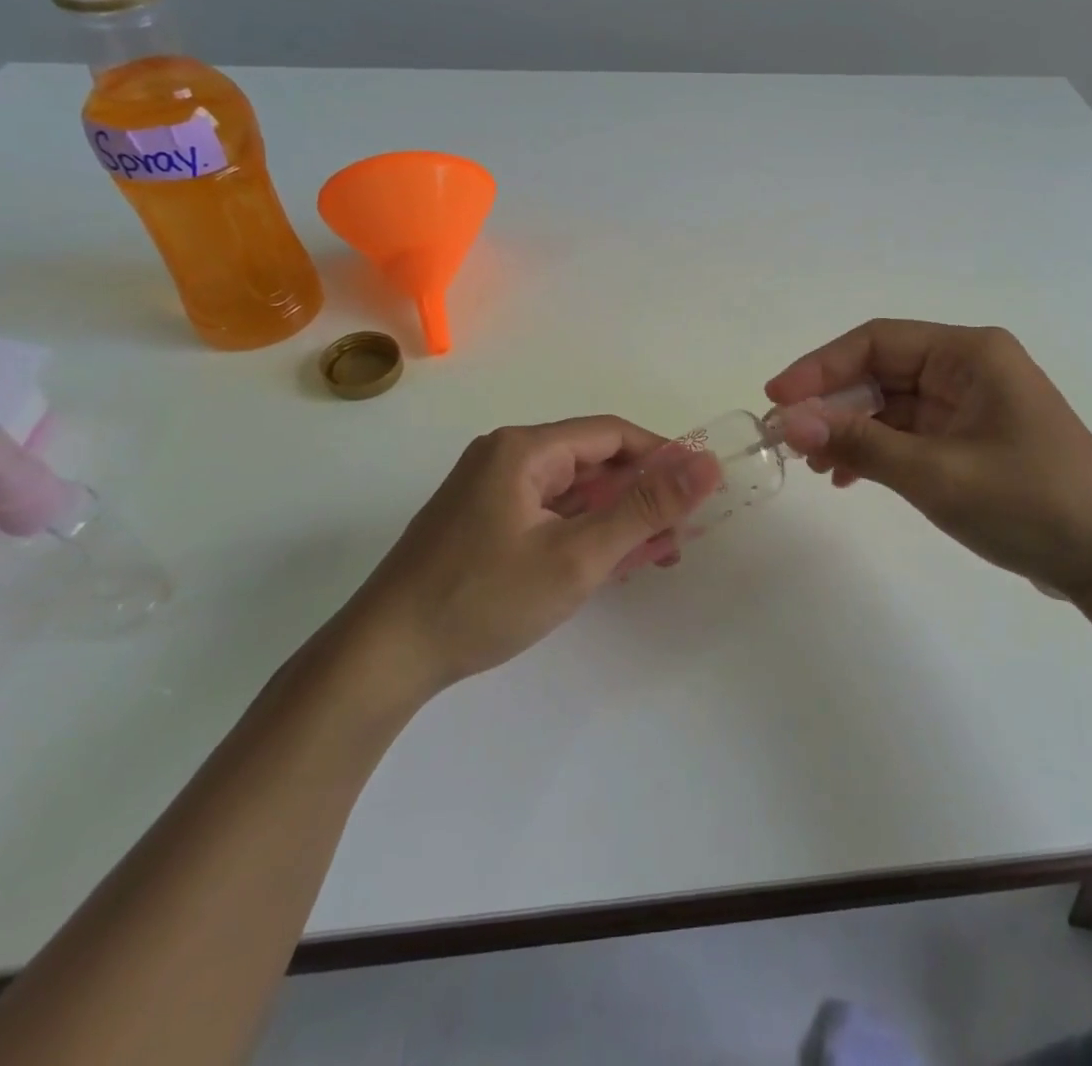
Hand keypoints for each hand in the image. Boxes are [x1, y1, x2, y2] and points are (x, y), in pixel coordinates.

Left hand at [336, 417, 721, 697]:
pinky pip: (548, 514)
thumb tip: (707, 466)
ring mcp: (489, 491)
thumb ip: (645, 509)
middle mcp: (505, 457)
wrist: (383, 657)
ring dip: (615, 518)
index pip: (612, 434)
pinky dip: (582, 533)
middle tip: (679, 534)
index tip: (700, 488)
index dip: (662, 455)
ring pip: (572, 492)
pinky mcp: (481, 522)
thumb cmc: (484, 599)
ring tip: (653, 554)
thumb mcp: (577, 556)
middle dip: (641, 495)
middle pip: (592, 462)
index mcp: (524, 449)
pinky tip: (607, 563)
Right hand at [766, 320, 1091, 600]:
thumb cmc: (1032, 504)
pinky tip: (848, 477)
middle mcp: (968, 369)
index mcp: (970, 354)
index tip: (776, 400)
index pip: (875, 342)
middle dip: (831, 404)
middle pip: (879, 372)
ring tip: (814, 465)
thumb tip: (788, 423)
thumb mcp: (938, 474)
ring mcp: (970, 406)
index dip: (819, 367)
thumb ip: (860, 444)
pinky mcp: (971, 440)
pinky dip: (875, 451)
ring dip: (849, 430)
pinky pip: (908, 433)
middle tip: (785, 438)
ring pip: (889, 405)